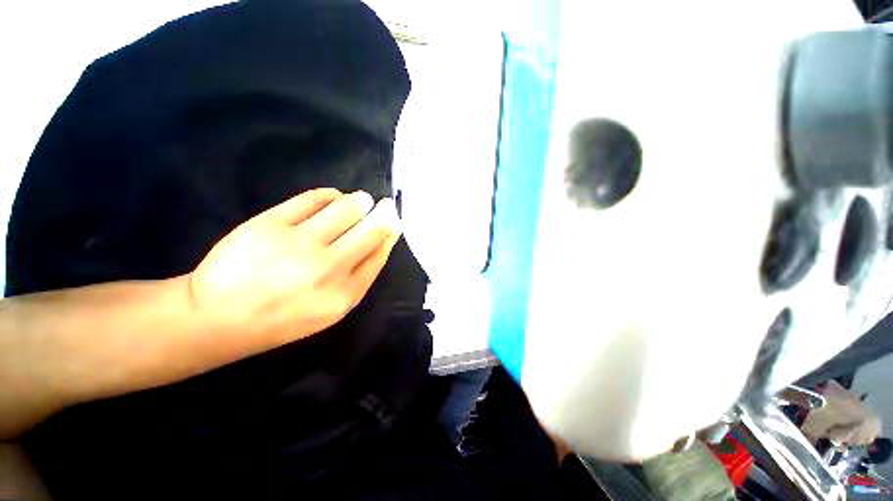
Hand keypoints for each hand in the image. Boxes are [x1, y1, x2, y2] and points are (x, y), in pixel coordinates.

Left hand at [189, 188, 400, 348]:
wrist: (219, 318)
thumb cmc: (283, 318)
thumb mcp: (332, 309)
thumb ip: (359, 277)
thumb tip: (381, 241)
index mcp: (345, 293)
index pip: (379, 253)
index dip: (391, 233)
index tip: (396, 220)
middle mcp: (329, 268)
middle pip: (370, 229)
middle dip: (383, 213)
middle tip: (386, 205)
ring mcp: (299, 244)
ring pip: (346, 208)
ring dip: (360, 201)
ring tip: (361, 201)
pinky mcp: (270, 224)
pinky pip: (313, 198)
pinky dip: (331, 194)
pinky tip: (334, 197)